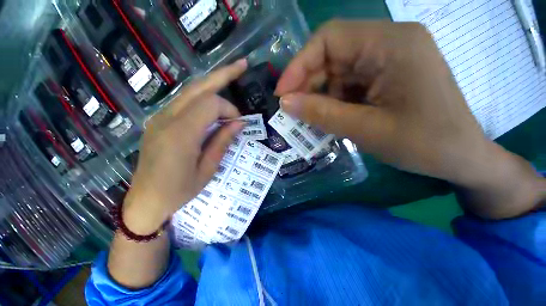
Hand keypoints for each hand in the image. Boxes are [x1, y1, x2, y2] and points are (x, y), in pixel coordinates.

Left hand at [123, 60, 246, 233]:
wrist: (145, 201)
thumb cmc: (179, 191)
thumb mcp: (208, 169)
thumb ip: (222, 141)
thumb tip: (239, 123)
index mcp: (180, 134)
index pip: (210, 104)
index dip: (229, 109)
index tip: (239, 123)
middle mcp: (166, 119)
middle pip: (198, 86)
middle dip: (222, 74)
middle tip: (242, 65)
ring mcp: (159, 118)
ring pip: (190, 90)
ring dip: (212, 83)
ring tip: (231, 77)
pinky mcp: (158, 121)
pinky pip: (184, 101)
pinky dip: (202, 96)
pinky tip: (214, 103)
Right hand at [276, 20, 544, 217]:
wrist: (460, 158)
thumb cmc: (424, 145)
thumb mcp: (365, 130)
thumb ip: (321, 114)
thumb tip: (285, 103)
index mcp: (391, 44)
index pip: (329, 39)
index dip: (299, 65)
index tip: (282, 93)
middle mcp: (388, 43)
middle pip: (331, 56)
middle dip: (307, 85)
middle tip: (290, 111)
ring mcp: (387, 60)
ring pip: (336, 73)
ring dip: (318, 96)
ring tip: (307, 119)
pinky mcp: (384, 78)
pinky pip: (346, 85)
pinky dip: (331, 101)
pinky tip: (327, 118)